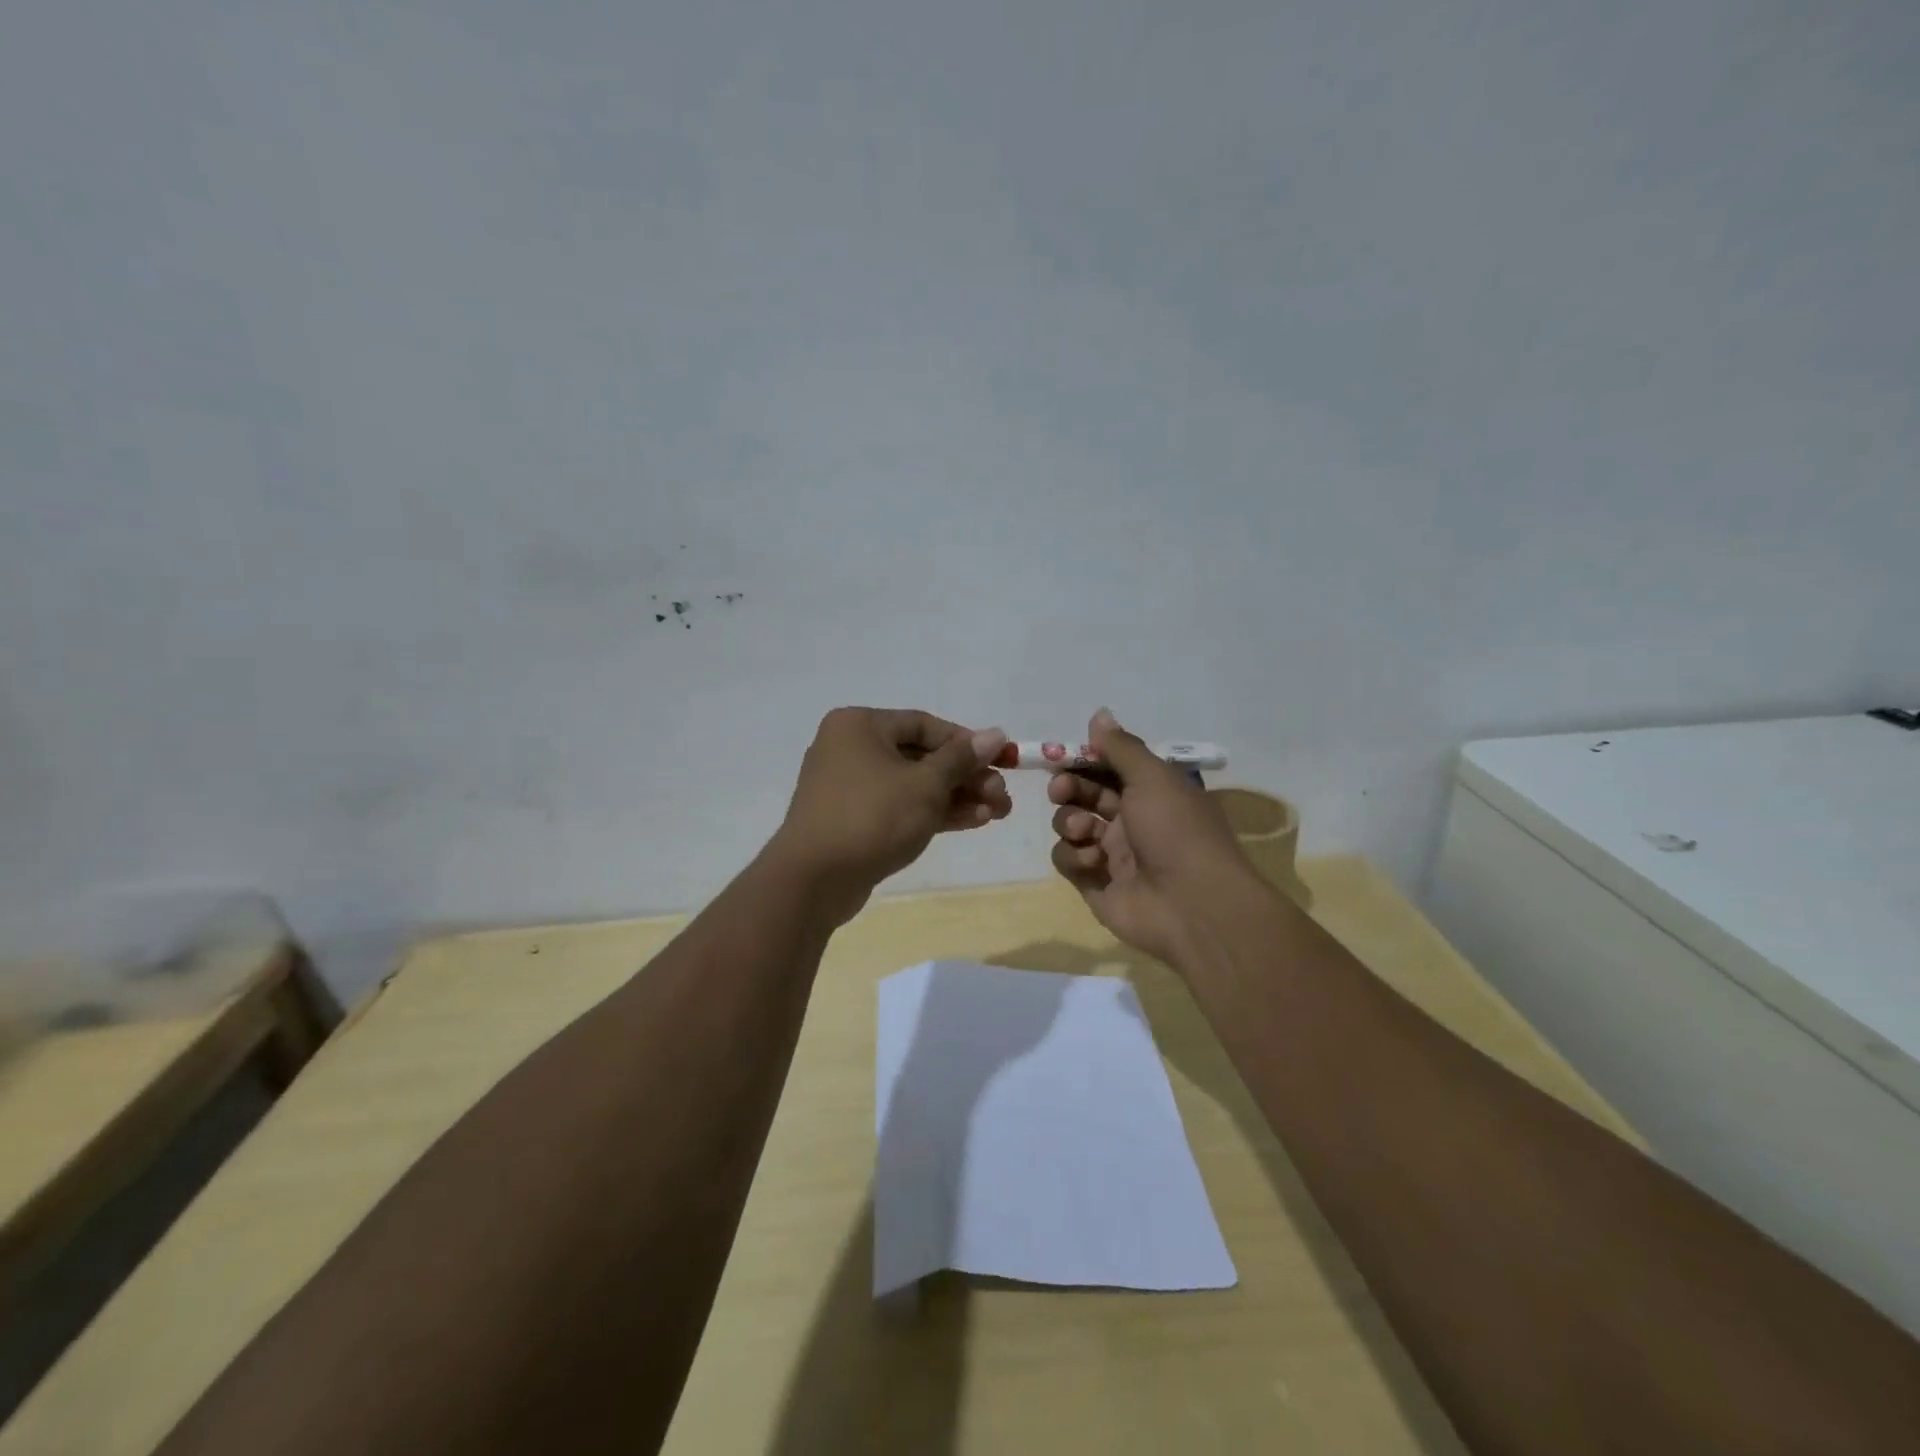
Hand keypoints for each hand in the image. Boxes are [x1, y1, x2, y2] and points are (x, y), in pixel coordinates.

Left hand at [769, 708, 1010, 925]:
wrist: (814, 880)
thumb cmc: (872, 817)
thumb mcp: (925, 784)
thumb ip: (962, 758)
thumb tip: (995, 734)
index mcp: (860, 725)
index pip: (925, 724)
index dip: (968, 742)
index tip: (1002, 760)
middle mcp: (851, 748)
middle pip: (922, 756)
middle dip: (966, 777)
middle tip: (1003, 796)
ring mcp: (850, 787)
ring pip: (914, 785)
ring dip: (956, 797)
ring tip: (998, 813)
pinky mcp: (854, 820)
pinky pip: (900, 807)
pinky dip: (933, 813)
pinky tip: (974, 822)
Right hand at [1048, 709, 1263, 965]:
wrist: (1193, 906)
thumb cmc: (1176, 831)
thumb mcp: (1152, 777)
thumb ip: (1121, 747)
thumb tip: (1099, 714)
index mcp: (1150, 792)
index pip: (1107, 767)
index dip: (1083, 760)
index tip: (1062, 755)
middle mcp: (1130, 820)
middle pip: (1084, 794)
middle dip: (1068, 787)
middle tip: (1060, 789)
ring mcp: (1112, 855)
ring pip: (1070, 826)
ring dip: (1070, 822)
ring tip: (1084, 832)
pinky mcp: (1095, 885)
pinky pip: (1068, 860)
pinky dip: (1074, 857)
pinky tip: (1092, 862)